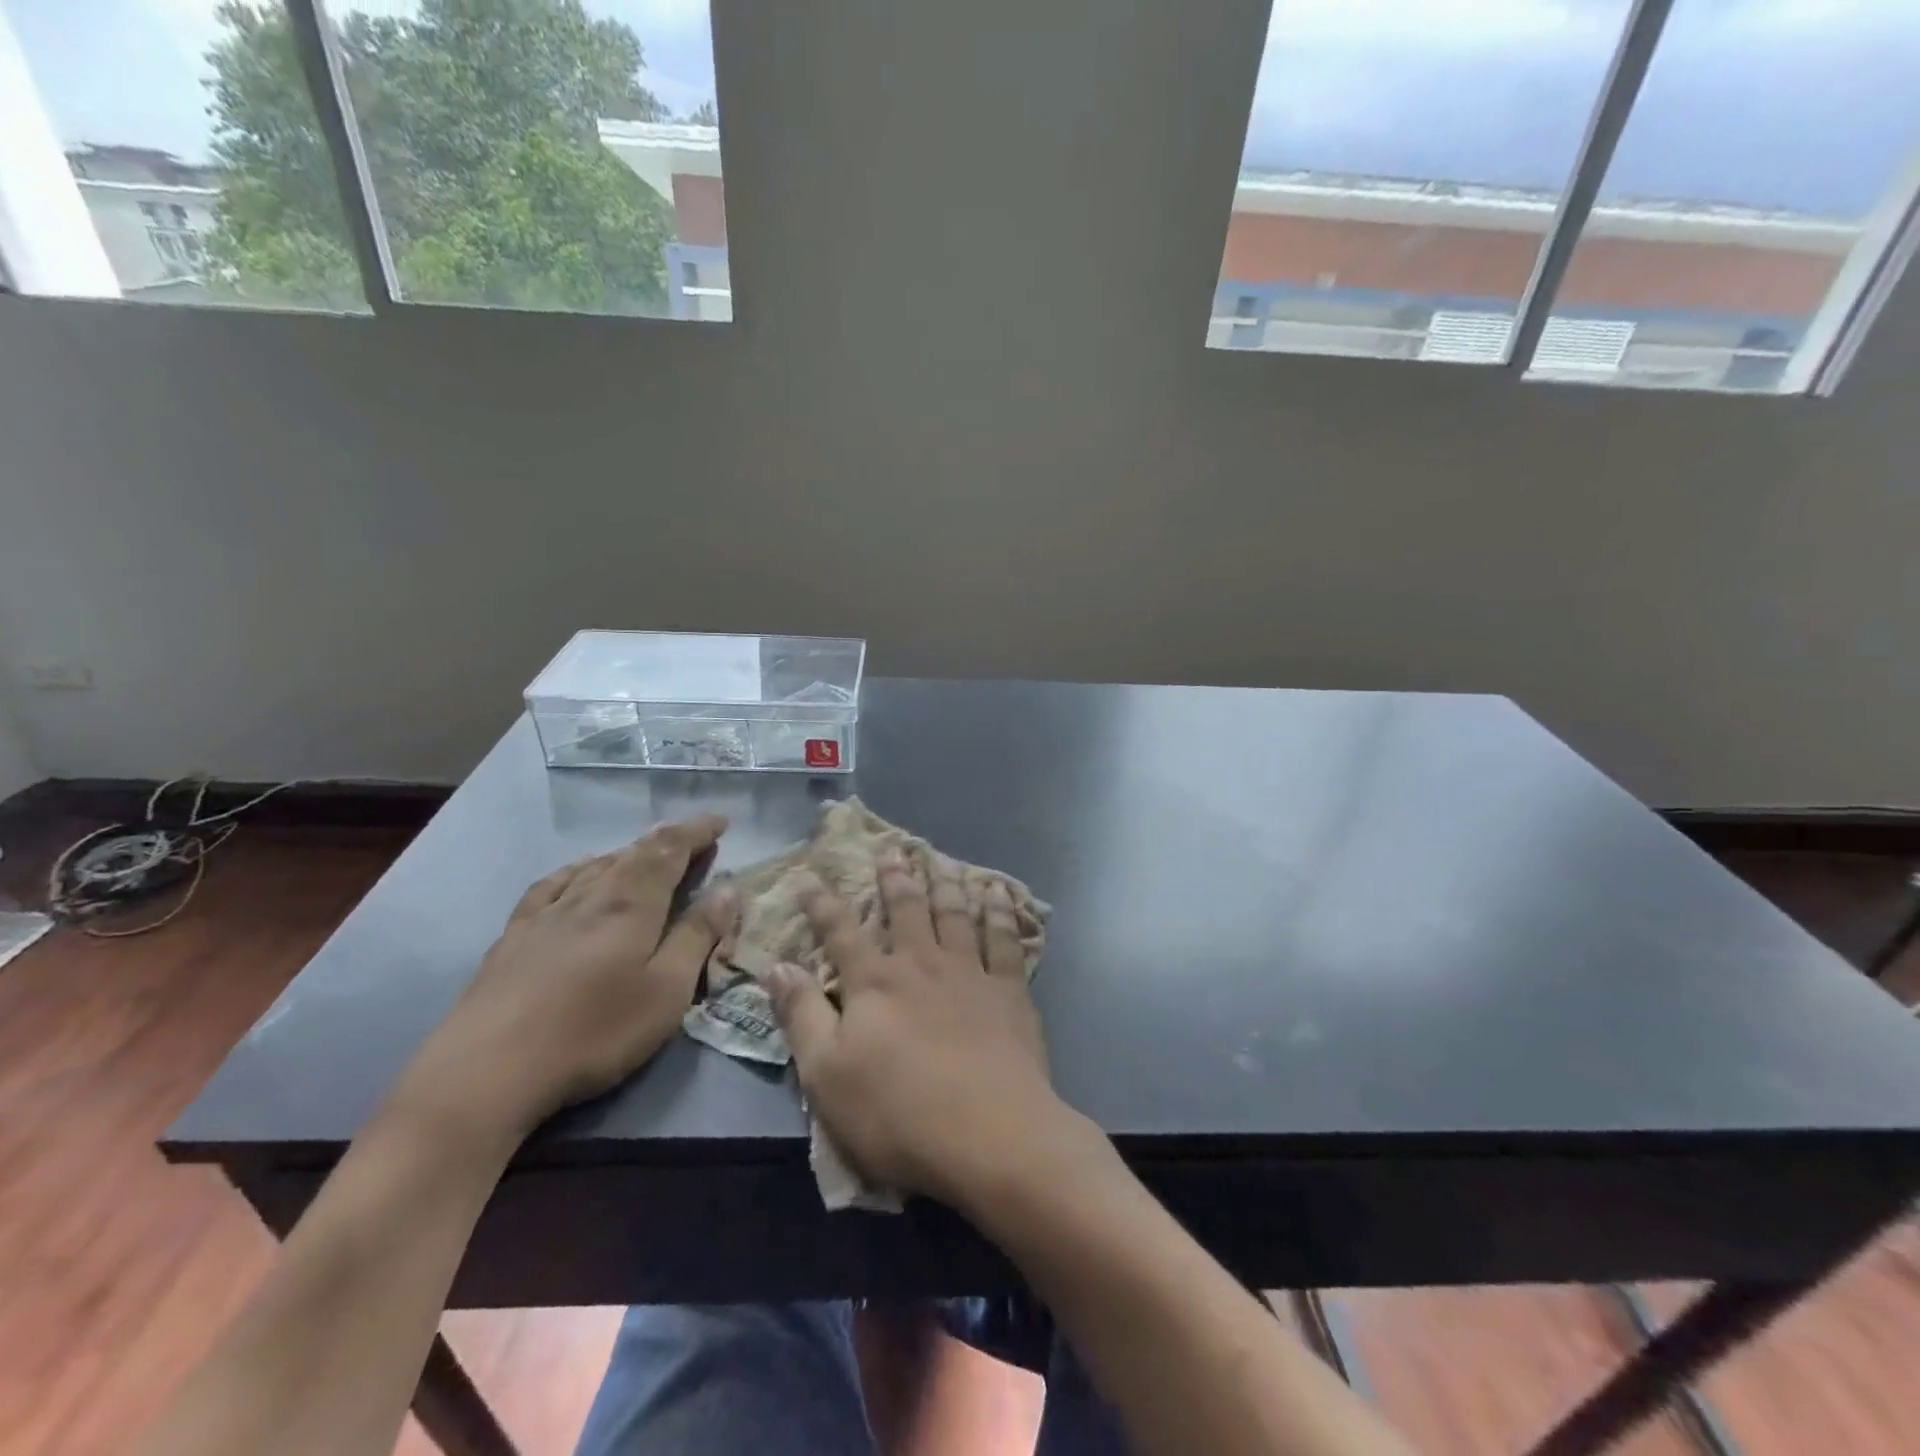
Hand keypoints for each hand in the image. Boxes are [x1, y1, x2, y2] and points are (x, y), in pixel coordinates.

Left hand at [393, 815, 735, 1146]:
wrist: (484, 1073)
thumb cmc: (592, 1033)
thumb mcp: (666, 992)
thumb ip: (697, 937)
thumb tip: (727, 889)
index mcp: (631, 905)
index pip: (670, 850)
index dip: (697, 832)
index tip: (721, 822)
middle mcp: (590, 896)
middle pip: (634, 853)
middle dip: (669, 840)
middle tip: (695, 839)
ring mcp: (546, 914)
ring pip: (595, 866)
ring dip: (629, 853)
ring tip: (647, 854)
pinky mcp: (514, 937)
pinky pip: (552, 885)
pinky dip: (577, 870)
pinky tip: (577, 875)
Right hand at [766, 850, 1064, 1206]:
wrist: (990, 1133)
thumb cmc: (897, 1113)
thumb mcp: (826, 1075)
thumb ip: (801, 1015)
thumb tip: (777, 966)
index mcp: (874, 983)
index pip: (841, 933)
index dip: (822, 904)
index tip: (810, 878)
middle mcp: (921, 964)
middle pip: (905, 910)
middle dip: (894, 879)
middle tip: (890, 851)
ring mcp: (969, 972)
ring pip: (954, 914)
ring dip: (945, 883)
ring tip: (940, 860)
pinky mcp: (1008, 990)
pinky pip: (1003, 939)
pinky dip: (999, 912)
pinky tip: (997, 892)